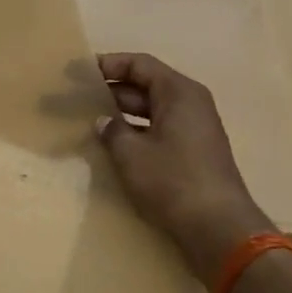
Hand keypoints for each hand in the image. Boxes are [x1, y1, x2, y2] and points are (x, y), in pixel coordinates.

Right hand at [95, 53, 274, 287]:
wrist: (217, 228)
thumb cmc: (172, 180)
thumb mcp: (131, 153)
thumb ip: (111, 130)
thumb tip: (102, 121)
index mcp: (178, 92)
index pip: (138, 64)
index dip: (107, 64)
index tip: (76, 73)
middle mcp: (190, 103)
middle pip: (144, 85)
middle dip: (109, 90)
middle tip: (74, 98)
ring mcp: (193, 128)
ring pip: (149, 109)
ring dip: (119, 112)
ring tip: (86, 119)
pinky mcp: (192, 151)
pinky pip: (157, 128)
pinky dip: (134, 130)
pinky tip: (110, 143)